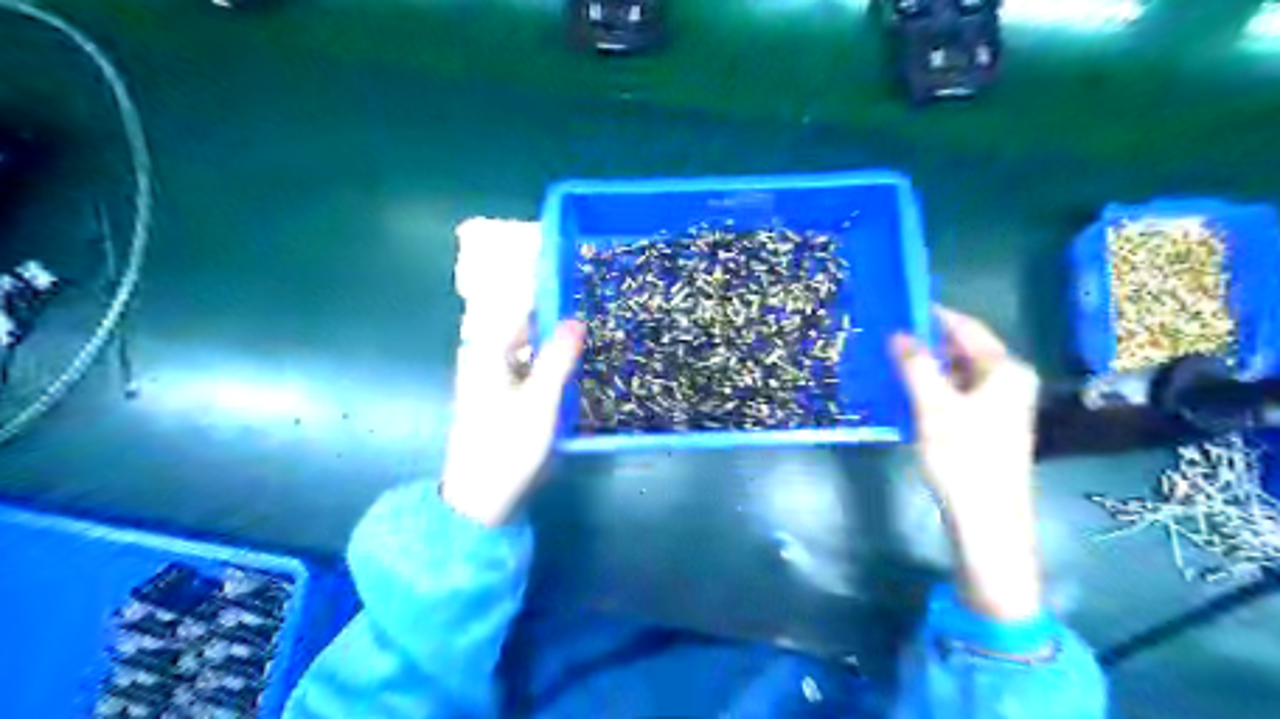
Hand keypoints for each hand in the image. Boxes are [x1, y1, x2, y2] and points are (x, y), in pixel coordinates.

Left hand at [437, 218, 584, 526]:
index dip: (546, 282)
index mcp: (487, 349)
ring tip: (593, 320)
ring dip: (556, 331)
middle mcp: (486, 354)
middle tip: (595, 294)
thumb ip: (558, 358)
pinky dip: (550, 354)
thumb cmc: (507, 447)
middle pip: (525, 319)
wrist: (481, 498)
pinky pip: (530, 360)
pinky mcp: (503, 392)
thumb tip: (576, 318)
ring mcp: (493, 374)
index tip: (577, 266)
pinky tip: (575, 358)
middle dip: (556, 305)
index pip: (519, 301)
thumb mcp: (540, 402)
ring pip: (529, 340)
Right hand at [893, 311, 1044, 619]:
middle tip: (888, 336)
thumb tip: (898, 333)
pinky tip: (907, 391)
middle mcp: (1008, 381)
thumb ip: (915, 364)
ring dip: (927, 366)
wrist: (986, 519)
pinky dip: (933, 387)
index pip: (966, 328)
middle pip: (963, 350)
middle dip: (926, 342)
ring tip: (891, 360)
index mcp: (1004, 370)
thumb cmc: (964, 456)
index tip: (899, 307)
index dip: (933, 315)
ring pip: (958, 373)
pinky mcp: (987, 425)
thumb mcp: (933, 405)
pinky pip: (957, 393)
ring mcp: (1000, 405)